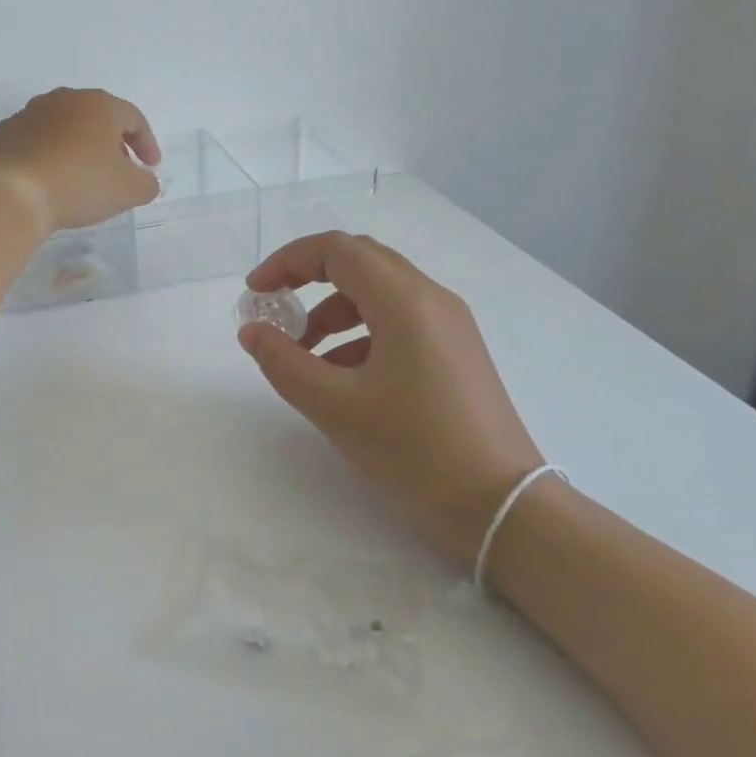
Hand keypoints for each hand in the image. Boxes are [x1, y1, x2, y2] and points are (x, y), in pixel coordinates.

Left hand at [0, 88, 161, 234]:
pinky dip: (49, 153)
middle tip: (119, 169)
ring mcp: (31, 112)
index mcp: (100, 105)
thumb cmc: (80, 185)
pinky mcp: (6, 132)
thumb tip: (144, 179)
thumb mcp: (129, 191)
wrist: (14, 194)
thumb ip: (146, 183)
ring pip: (65, 126)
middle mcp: (66, 99)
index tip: (150, 167)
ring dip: (79, 146)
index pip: (133, 119)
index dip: (147, 143)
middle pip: (98, 117)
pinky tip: (50, 177)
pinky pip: (37, 140)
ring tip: (83, 174)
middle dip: (112, 142)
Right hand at [236, 232, 545, 566]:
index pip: (336, 249)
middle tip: (275, 309)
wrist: (503, 507)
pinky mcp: (456, 351)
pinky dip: (359, 333)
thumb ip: (284, 362)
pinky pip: (398, 320)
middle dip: (308, 277)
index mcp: (404, 301)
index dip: (287, 261)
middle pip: (359, 261)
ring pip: (378, 292)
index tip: (256, 292)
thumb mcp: (335, 407)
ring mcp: (449, 325)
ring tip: (304, 355)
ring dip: (332, 309)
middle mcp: (431, 299)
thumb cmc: (415, 451)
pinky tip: (342, 377)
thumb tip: (252, 332)